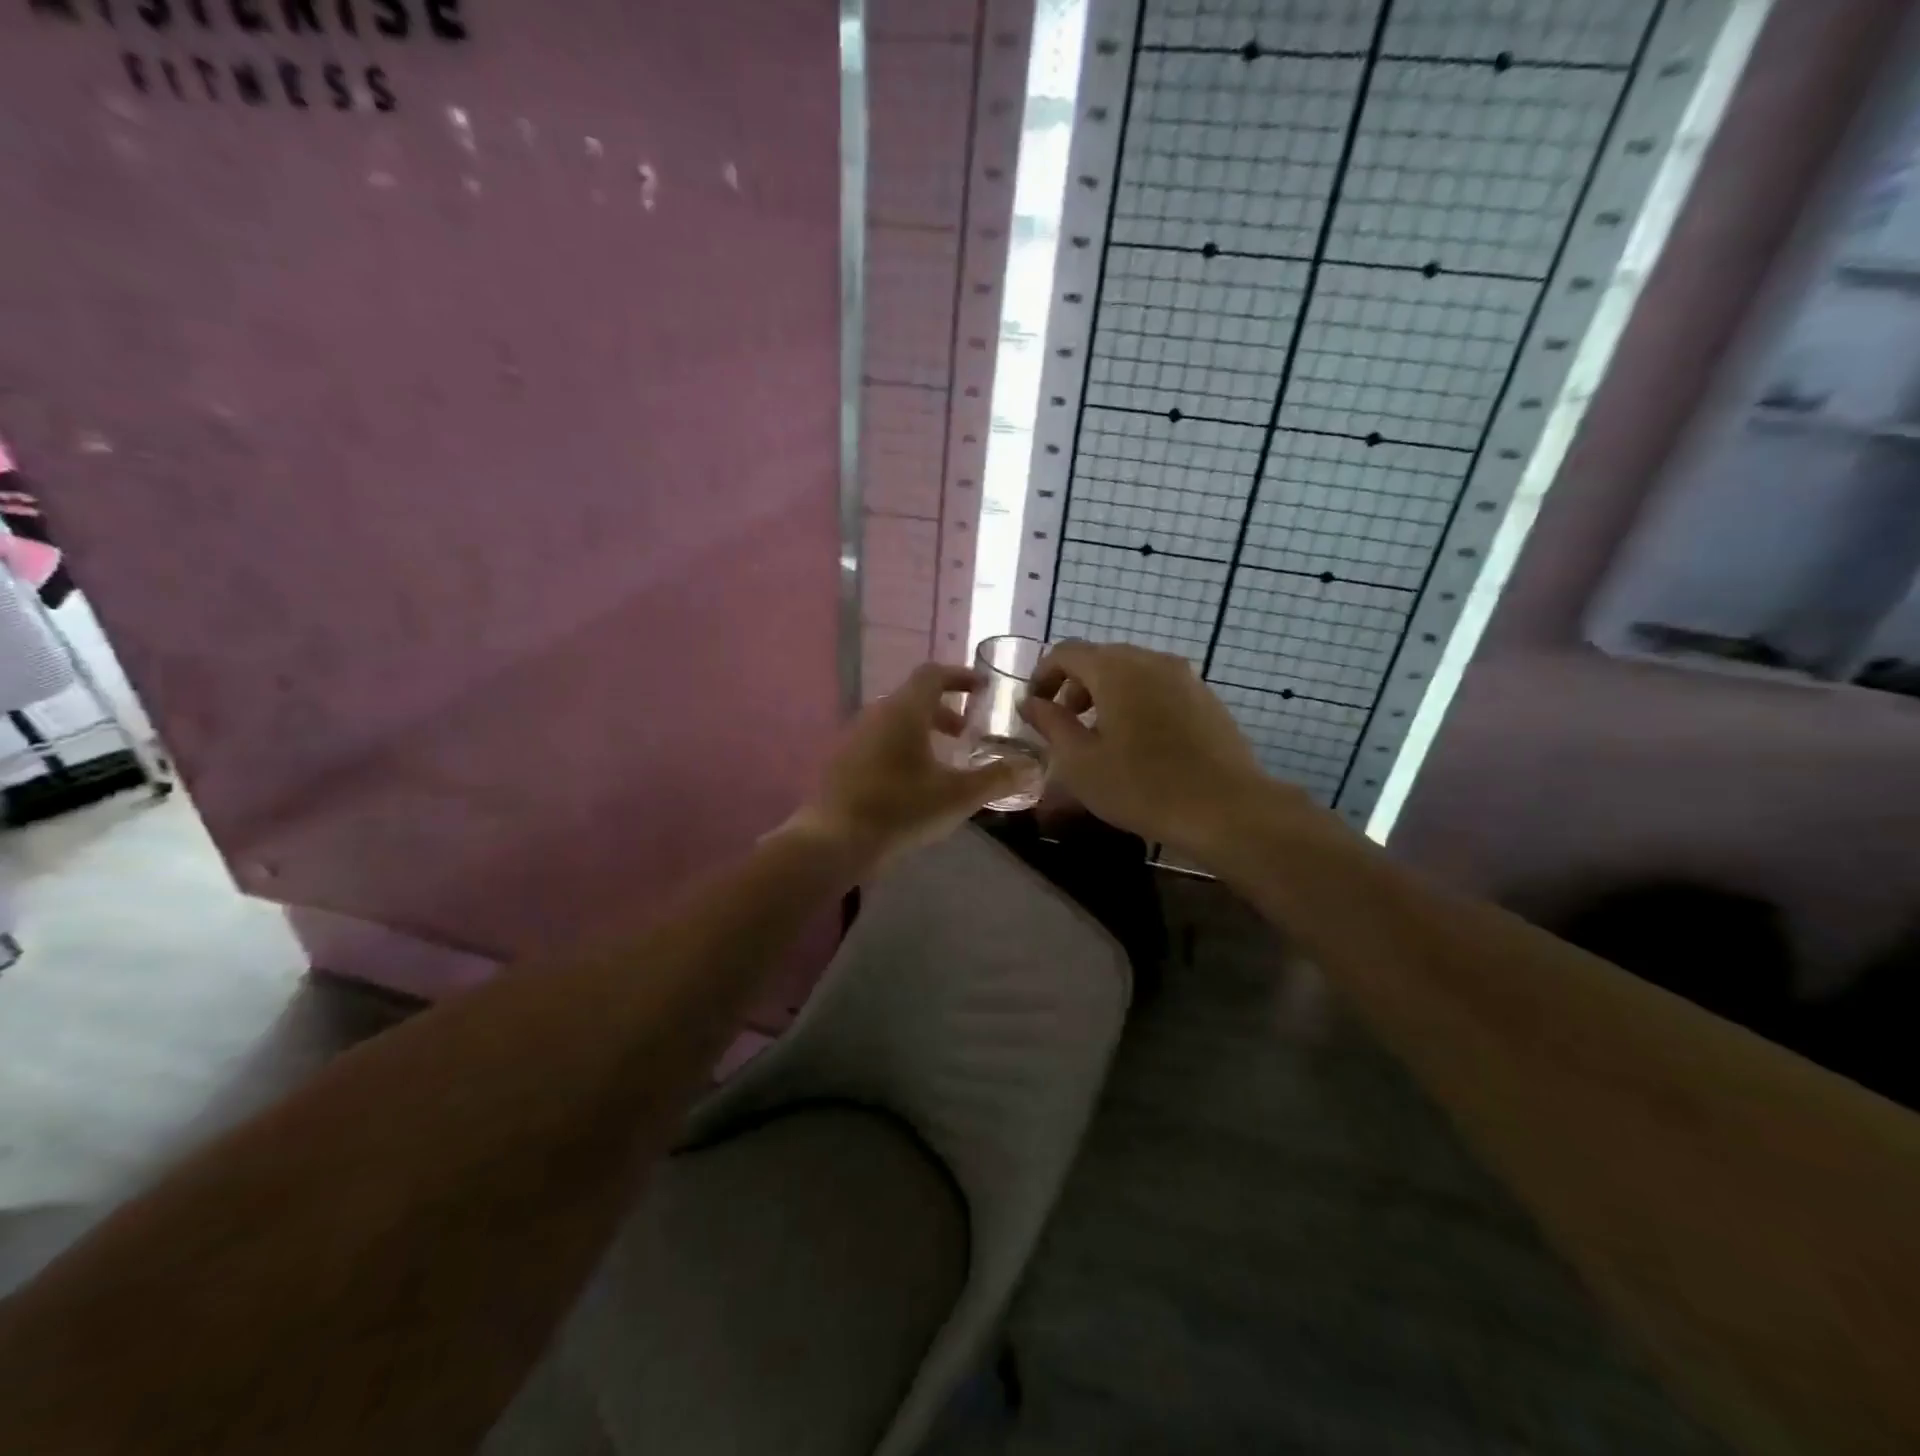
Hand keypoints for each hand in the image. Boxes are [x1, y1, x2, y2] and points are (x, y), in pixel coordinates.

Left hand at [791, 662, 1034, 871]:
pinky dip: (903, 747)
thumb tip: (1032, 768)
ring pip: (895, 721)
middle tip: (967, 732)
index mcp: (904, 710)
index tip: (982, 689)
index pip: (933, 674)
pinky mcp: (843, 761)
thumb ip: (997, 778)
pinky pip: (879, 740)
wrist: (835, 840)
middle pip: (914, 698)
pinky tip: (912, 782)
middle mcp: (876, 713)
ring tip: (944, 761)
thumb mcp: (958, 795)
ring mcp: (855, 736)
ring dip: (923, 730)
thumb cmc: (901, 808)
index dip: (960, 676)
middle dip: (945, 710)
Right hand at [1019, 641, 1294, 854]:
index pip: (1066, 652)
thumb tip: (1030, 702)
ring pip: (1132, 673)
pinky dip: (1137, 703)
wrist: (1226, 808)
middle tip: (1064, 725)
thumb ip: (1050, 724)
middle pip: (1101, 658)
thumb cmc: (1142, 786)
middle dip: (1075, 686)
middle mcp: (1151, 660)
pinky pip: (1159, 688)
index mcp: (1115, 669)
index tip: (1034, 709)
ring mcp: (1184, 677)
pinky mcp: (1206, 698)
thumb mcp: (1080, 762)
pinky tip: (1140, 745)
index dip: (1043, 676)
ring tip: (1101, 738)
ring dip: (1106, 695)